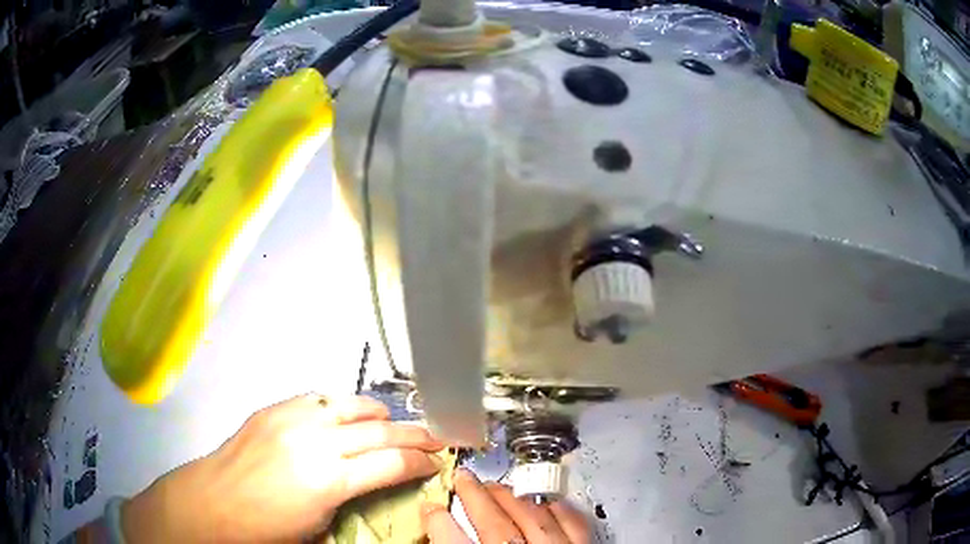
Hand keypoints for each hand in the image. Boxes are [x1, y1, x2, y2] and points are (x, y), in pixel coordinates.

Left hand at [121, 394, 443, 542]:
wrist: (213, 503)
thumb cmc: (266, 529)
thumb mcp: (319, 529)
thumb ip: (352, 501)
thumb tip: (375, 486)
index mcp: (329, 480)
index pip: (392, 464)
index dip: (421, 462)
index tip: (437, 462)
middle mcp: (315, 441)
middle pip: (379, 429)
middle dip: (414, 433)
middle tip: (435, 436)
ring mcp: (292, 419)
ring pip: (349, 404)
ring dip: (378, 412)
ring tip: (392, 419)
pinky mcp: (273, 409)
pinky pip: (316, 399)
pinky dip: (338, 405)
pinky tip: (342, 414)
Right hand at [422, 469, 589, 543]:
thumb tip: (442, 533)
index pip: (456, 543)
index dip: (439, 523)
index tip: (430, 507)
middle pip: (495, 525)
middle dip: (476, 498)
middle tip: (463, 478)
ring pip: (533, 519)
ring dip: (512, 499)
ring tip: (495, 485)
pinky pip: (574, 524)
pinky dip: (558, 509)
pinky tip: (549, 501)